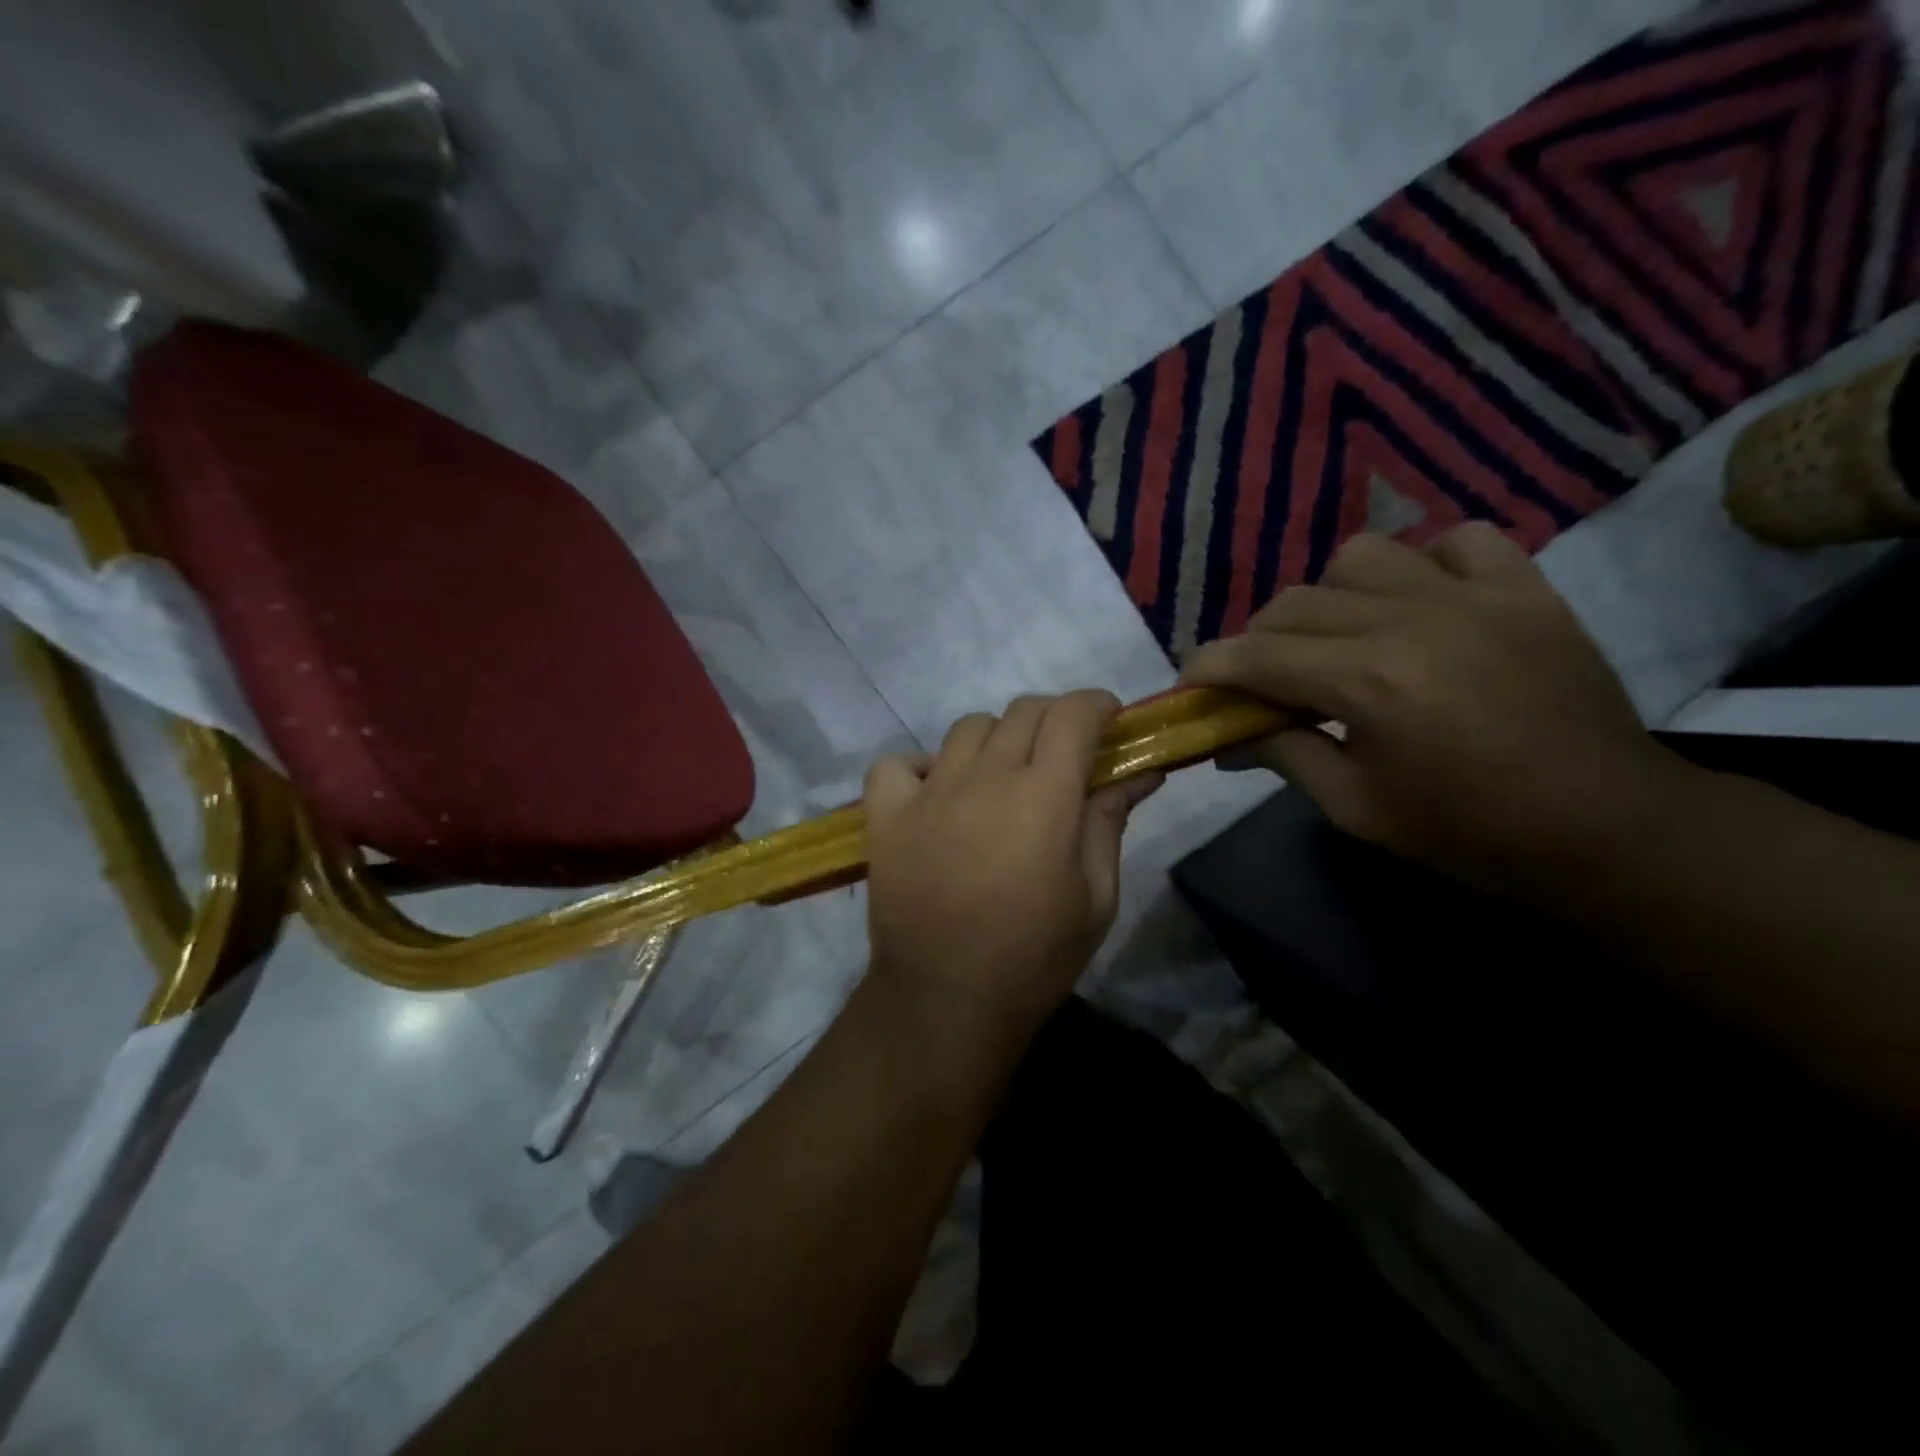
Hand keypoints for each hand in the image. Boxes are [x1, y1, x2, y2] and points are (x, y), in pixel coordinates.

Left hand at [863, 690, 1160, 1045]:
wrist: (947, 1001)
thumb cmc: (1035, 957)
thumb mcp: (1096, 895)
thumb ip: (1111, 820)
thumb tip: (1142, 770)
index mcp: (1044, 795)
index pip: (1073, 713)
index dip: (1097, 706)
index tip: (1108, 723)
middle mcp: (984, 777)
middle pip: (1023, 711)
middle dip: (1054, 720)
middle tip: (1064, 758)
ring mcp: (928, 793)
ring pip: (967, 728)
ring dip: (996, 740)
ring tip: (1002, 779)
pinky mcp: (885, 816)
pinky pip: (896, 764)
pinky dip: (919, 768)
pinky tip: (936, 795)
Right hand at [1180, 524, 1687, 896]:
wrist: (1605, 828)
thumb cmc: (1467, 833)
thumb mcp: (1355, 808)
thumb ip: (1283, 755)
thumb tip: (1226, 737)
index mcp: (1367, 684)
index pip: (1255, 655)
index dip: (1209, 667)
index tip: (1191, 681)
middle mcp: (1410, 622)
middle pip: (1294, 604)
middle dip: (1258, 641)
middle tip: (1264, 680)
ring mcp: (1474, 596)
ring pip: (1361, 555)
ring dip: (1330, 596)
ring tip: (1341, 636)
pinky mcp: (1526, 589)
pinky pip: (1458, 541)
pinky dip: (1424, 563)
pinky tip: (1420, 603)